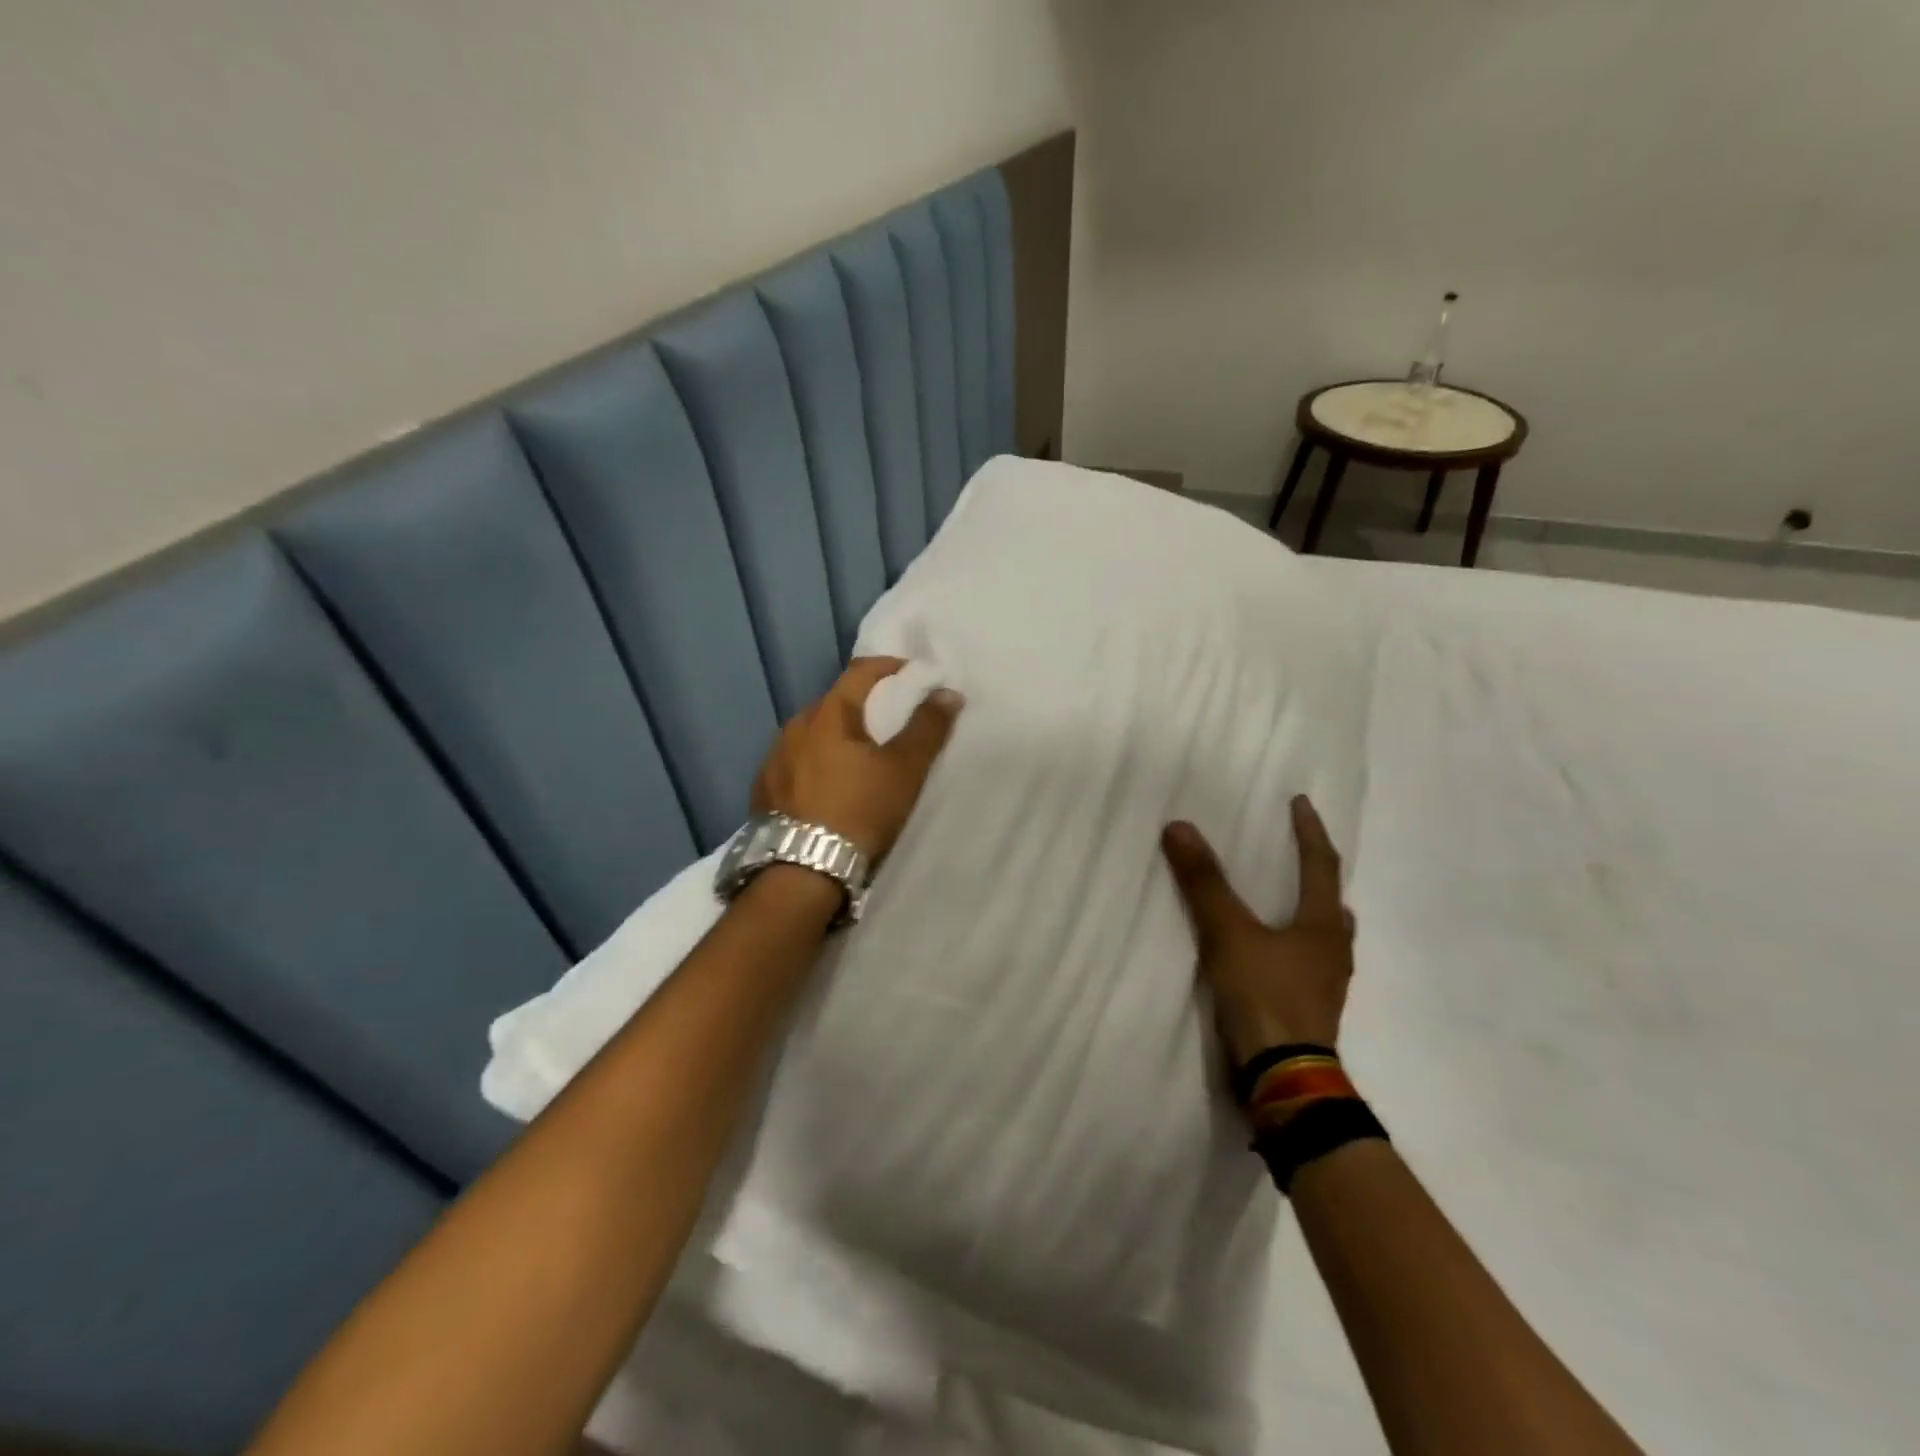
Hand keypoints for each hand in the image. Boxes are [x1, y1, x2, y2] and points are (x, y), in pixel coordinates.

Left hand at [752, 657, 962, 861]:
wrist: (800, 874)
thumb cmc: (858, 812)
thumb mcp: (904, 771)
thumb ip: (927, 728)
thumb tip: (948, 692)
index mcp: (827, 714)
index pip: (860, 672)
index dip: (890, 667)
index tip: (914, 675)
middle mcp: (793, 727)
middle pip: (835, 703)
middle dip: (864, 706)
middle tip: (891, 722)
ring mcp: (773, 759)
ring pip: (813, 735)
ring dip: (838, 737)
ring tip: (860, 759)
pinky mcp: (763, 790)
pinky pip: (796, 762)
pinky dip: (817, 763)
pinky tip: (829, 787)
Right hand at [1162, 796, 1354, 1062]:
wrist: (1284, 1079)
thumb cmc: (1264, 996)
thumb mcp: (1228, 933)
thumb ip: (1204, 883)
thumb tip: (1180, 827)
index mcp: (1324, 925)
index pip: (1321, 865)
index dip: (1309, 831)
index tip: (1300, 803)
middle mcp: (1334, 950)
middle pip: (1331, 900)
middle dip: (1316, 872)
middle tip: (1296, 852)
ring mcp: (1326, 983)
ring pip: (1324, 933)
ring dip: (1309, 910)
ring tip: (1286, 899)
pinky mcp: (1311, 1008)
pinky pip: (1307, 960)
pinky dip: (1293, 941)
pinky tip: (1274, 951)